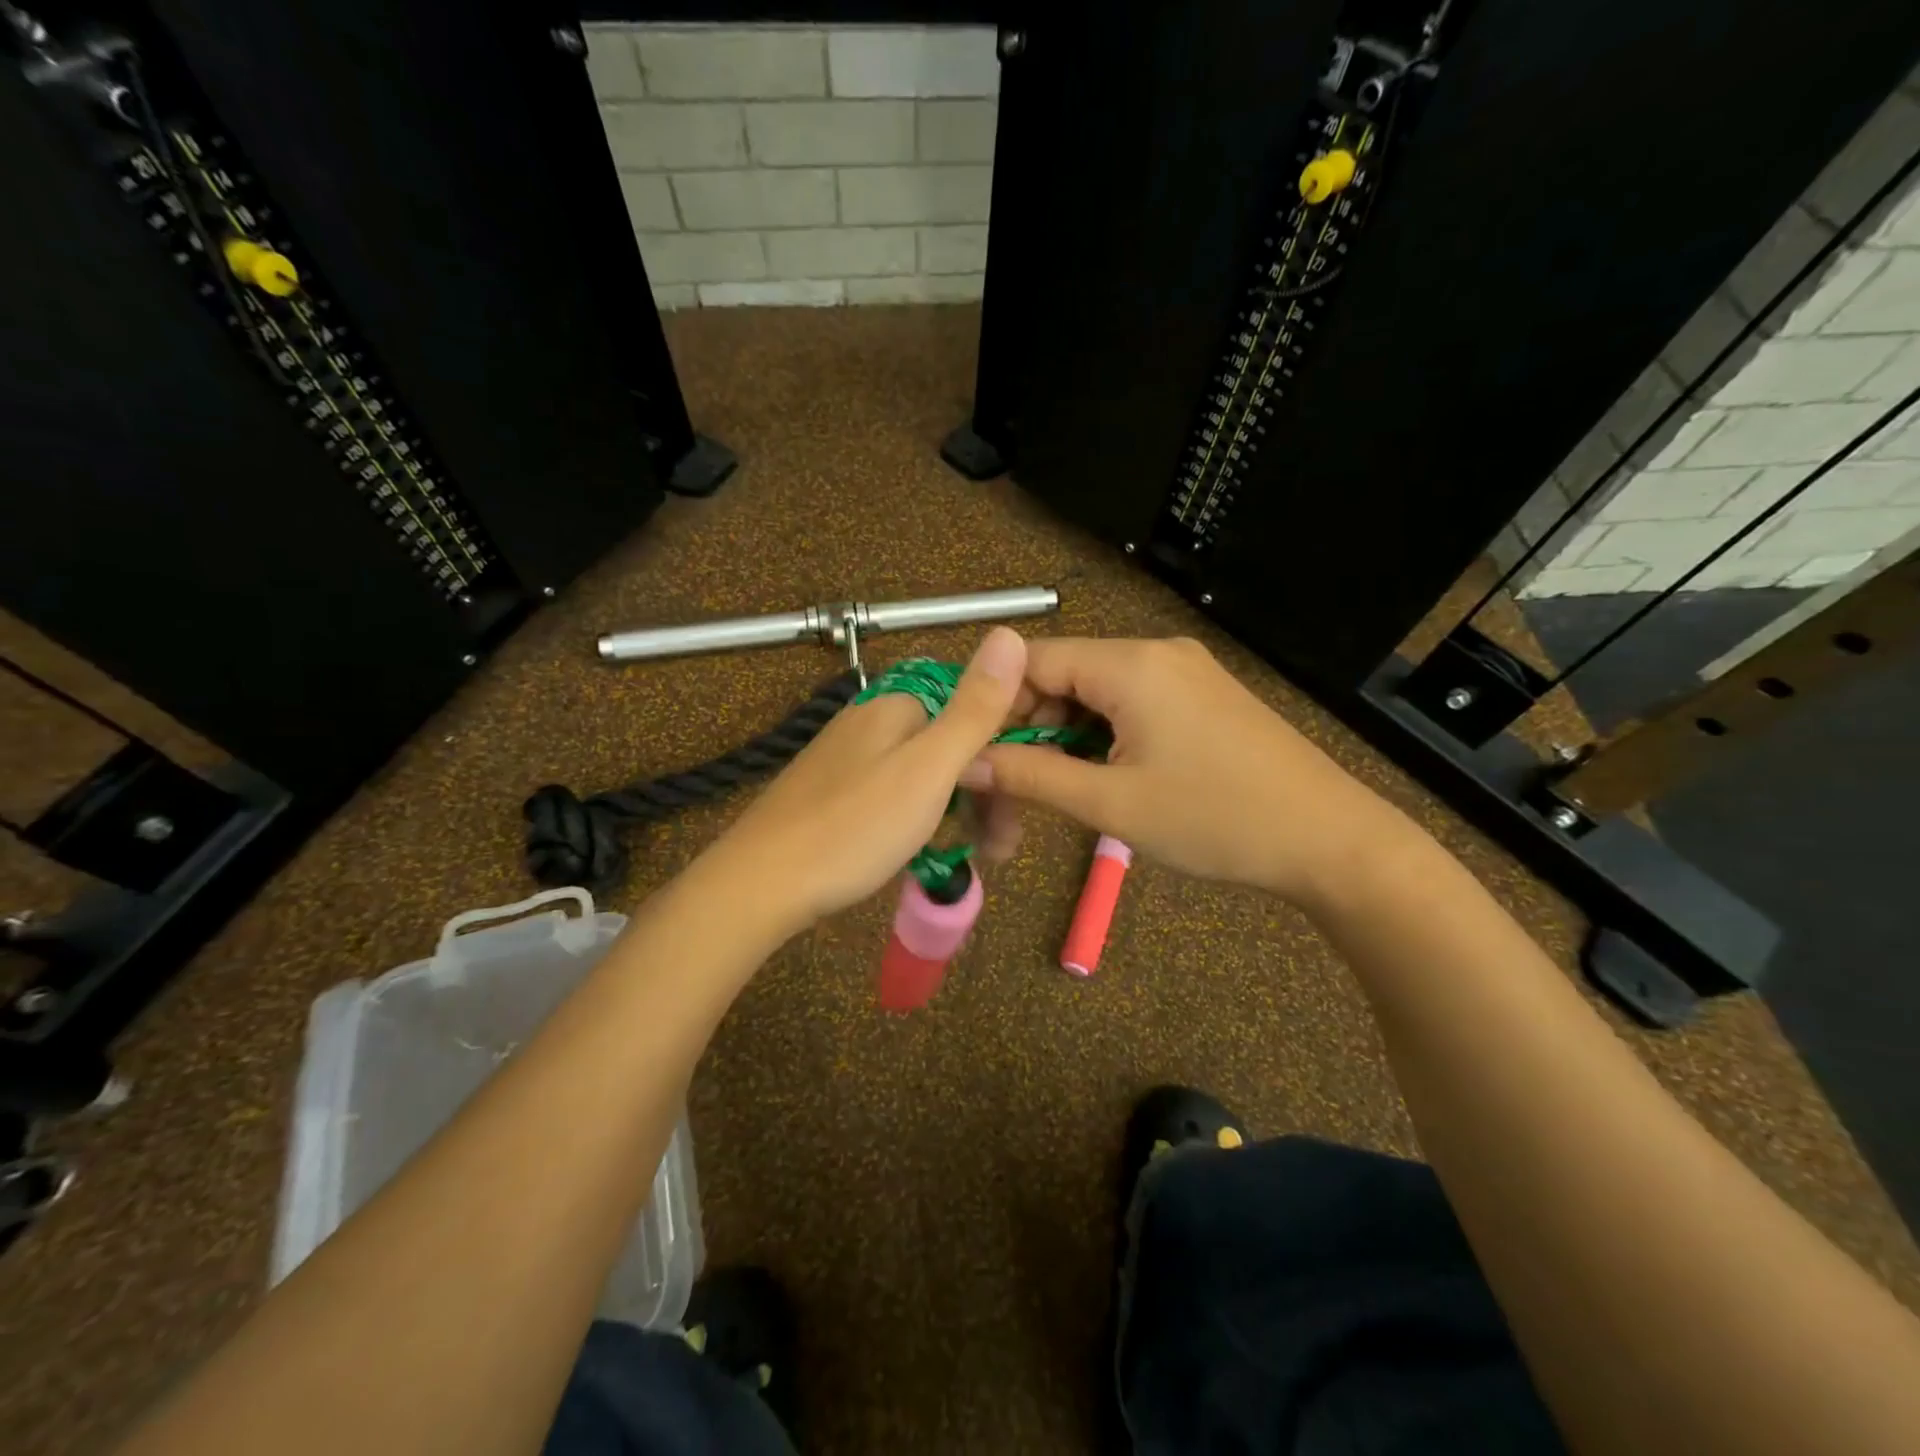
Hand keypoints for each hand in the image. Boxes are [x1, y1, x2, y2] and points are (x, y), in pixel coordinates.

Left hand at [705, 627, 1027, 934]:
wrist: (761, 884)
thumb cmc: (854, 827)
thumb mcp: (928, 769)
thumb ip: (974, 708)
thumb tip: (1011, 633)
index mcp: (897, 706)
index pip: (973, 708)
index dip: (1007, 751)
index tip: (1023, 803)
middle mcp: (872, 721)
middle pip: (950, 745)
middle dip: (985, 792)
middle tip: (1002, 847)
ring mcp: (850, 758)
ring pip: (926, 775)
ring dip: (960, 811)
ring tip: (978, 856)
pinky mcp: (835, 793)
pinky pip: (897, 795)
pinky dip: (923, 819)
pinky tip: (929, 850)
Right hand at [962, 636, 1412, 908]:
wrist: (1330, 840)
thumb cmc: (1216, 820)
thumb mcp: (1111, 804)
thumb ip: (1031, 777)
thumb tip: (965, 765)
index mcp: (1131, 665)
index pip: (1033, 660)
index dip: (995, 703)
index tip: (975, 753)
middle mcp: (1156, 652)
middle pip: (1064, 674)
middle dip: (1031, 725)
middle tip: (1014, 785)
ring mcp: (1184, 672)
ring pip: (1096, 692)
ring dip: (1066, 735)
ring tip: (1058, 788)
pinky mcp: (1202, 696)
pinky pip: (1131, 703)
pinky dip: (1103, 735)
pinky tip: (1103, 775)